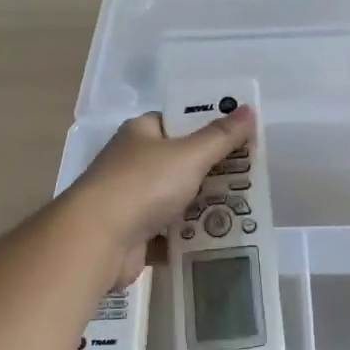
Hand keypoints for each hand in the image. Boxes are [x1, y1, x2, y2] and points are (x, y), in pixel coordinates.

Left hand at [66, 107, 256, 277]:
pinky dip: (190, 235)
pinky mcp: (134, 234)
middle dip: (213, 170)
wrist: (97, 240)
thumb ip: (221, 136)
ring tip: (245, 209)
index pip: (178, 121)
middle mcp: (133, 162)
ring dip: (204, 204)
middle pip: (181, 161)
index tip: (242, 136)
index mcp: (141, 133)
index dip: (209, 125)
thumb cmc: (143, 185)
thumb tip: (249, 109)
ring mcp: (131, 199)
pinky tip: (220, 238)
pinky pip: (170, 232)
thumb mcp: (189, 155)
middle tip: (252, 176)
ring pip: (177, 198)